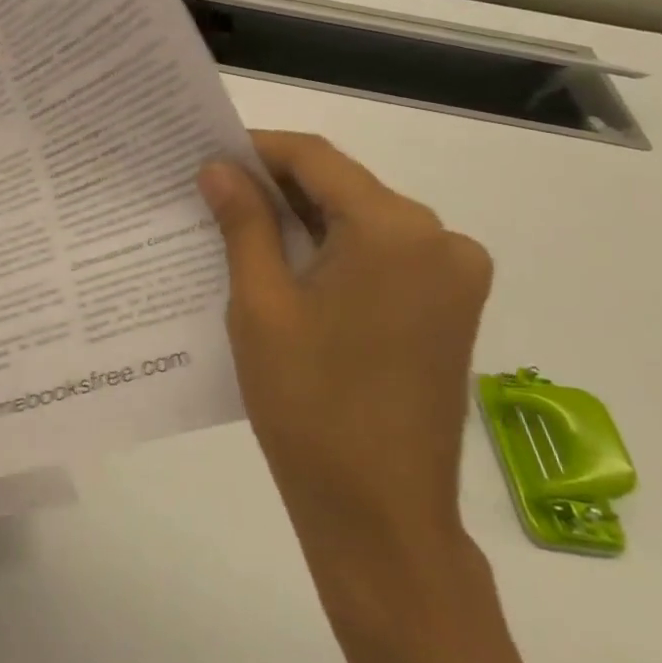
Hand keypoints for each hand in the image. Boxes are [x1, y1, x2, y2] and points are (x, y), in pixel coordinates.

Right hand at [197, 132, 492, 550]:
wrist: (380, 514)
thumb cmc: (309, 404)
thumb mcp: (261, 304)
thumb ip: (244, 223)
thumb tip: (218, 168)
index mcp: (396, 231)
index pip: (317, 159)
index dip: (258, 148)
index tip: (208, 155)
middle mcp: (440, 239)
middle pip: (344, 187)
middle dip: (277, 185)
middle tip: (213, 192)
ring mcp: (453, 276)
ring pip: (362, 220)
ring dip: (304, 219)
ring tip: (239, 227)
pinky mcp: (450, 307)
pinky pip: (382, 255)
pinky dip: (334, 249)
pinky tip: (287, 265)